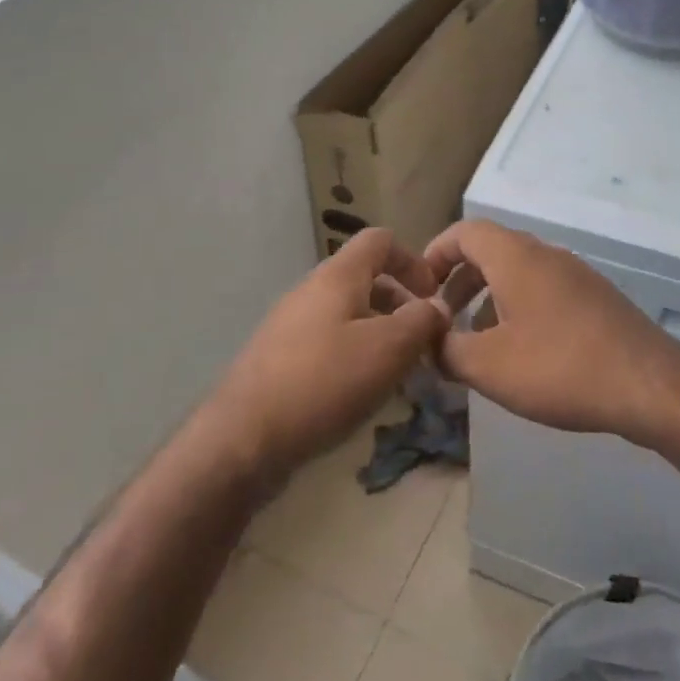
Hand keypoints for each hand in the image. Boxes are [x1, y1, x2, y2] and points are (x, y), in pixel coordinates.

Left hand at [204, 230, 447, 488]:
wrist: (243, 439)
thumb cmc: (324, 382)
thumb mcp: (388, 349)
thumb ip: (421, 321)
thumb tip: (437, 307)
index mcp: (337, 276)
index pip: (380, 241)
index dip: (412, 260)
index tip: (432, 297)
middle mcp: (311, 291)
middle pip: (365, 280)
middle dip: (400, 307)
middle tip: (422, 344)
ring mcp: (290, 325)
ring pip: (348, 316)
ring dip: (380, 336)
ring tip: (399, 375)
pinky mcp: (279, 360)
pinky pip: (327, 344)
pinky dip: (353, 358)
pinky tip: (362, 395)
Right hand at [424, 220, 679, 446]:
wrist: (648, 383)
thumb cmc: (559, 366)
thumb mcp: (489, 365)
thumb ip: (447, 350)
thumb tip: (430, 340)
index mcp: (515, 256)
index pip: (464, 232)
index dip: (435, 254)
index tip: (418, 288)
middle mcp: (545, 253)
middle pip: (490, 250)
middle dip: (459, 281)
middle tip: (441, 317)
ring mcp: (574, 274)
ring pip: (518, 272)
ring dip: (488, 297)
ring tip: (475, 340)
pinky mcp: (594, 298)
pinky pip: (542, 290)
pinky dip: (518, 307)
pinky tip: (520, 351)